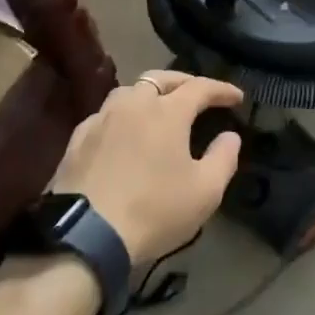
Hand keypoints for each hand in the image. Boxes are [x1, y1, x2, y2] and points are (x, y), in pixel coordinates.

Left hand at [51, 71, 243, 264]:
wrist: (85, 235)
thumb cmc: (154, 210)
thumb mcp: (205, 192)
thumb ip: (223, 158)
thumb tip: (230, 136)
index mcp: (167, 112)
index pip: (200, 87)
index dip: (221, 89)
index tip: (237, 97)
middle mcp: (133, 104)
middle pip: (160, 78)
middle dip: (183, 82)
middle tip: (197, 94)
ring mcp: (101, 119)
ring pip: (128, 92)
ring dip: (149, 94)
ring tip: (158, 109)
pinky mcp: (77, 139)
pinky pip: (105, 115)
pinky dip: (122, 116)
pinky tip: (123, 133)